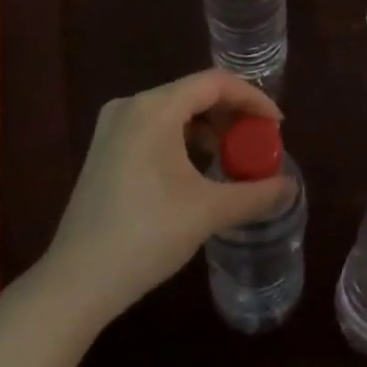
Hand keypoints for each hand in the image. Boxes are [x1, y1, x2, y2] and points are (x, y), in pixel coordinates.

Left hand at [42, 70, 294, 320]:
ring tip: (231, 155)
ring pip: (174, 110)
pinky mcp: (104, 149)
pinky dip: (183, 138)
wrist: (75, 284)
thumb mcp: (208, 212)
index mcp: (155, 108)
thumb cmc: (145, 236)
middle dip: (232, 113)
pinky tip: (197, 168)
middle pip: (194, 92)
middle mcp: (131, 106)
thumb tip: (291, 188)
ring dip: (208, 127)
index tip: (276, 125)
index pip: (215, 83)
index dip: (252, 98)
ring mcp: (112, 126)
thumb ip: (255, 194)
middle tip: (258, 141)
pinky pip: (155, 127)